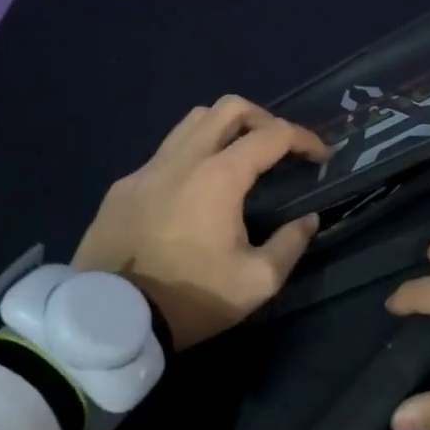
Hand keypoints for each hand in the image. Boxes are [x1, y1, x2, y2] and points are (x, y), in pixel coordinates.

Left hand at [74, 95, 329, 350]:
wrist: (108, 321)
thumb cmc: (191, 298)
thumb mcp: (257, 282)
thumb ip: (290, 244)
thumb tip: (307, 220)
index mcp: (219, 176)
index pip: (273, 135)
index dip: (305, 138)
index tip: (320, 156)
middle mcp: (182, 159)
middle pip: (229, 108)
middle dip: (264, 119)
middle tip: (279, 148)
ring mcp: (147, 169)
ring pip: (192, 121)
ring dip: (225, 129)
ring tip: (239, 158)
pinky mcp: (122, 187)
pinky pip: (164, 153)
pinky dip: (191, 155)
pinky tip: (194, 191)